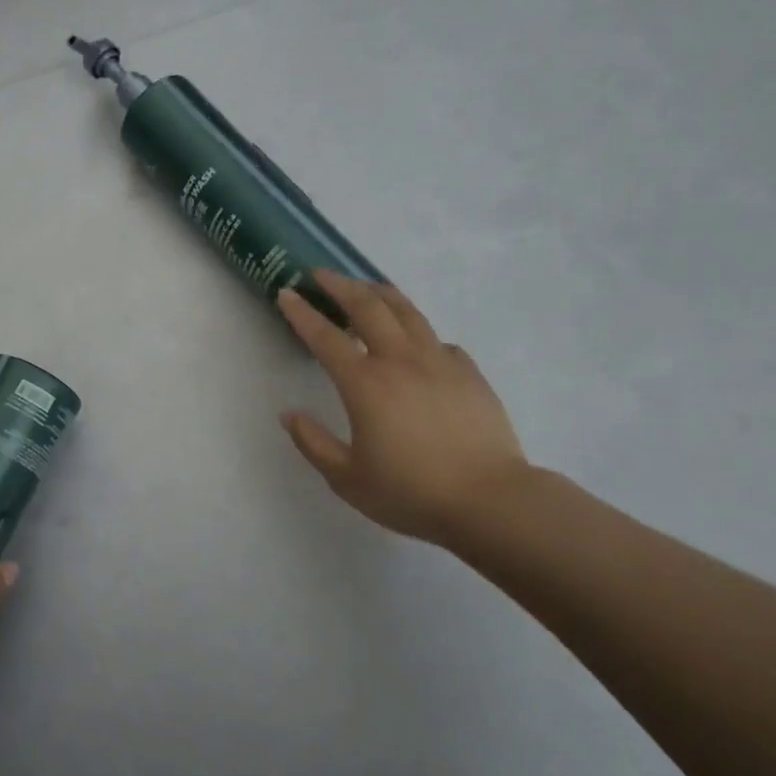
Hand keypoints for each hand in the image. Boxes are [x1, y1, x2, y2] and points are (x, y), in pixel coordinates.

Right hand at [277, 269, 528, 544]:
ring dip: (380, 293)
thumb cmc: (411, 492)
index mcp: (365, 385)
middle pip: (369, 307)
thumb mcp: (347, 479)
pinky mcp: (468, 373)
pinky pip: (437, 340)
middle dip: (341, 285)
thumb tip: (289, 415)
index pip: (326, 338)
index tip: (286, 293)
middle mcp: (401, 361)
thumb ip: (313, 443)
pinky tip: (414, 343)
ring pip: (407, 312)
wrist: (488, 500)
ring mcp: (440, 362)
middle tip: (322, 274)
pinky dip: (417, 332)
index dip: (302, 313)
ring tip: (366, 287)